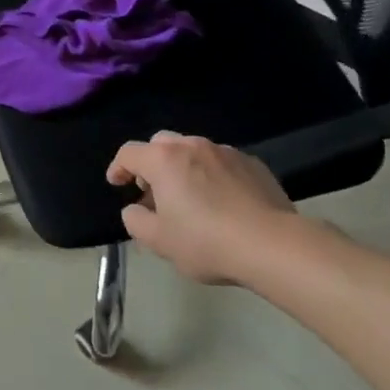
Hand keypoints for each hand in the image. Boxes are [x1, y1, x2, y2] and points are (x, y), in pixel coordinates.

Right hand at [109, 133, 296, 284]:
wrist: (272, 245)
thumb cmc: (206, 242)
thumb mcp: (159, 241)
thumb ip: (136, 221)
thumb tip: (135, 209)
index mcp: (163, 160)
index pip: (129, 153)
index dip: (118, 167)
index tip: (117, 183)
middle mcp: (191, 146)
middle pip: (161, 144)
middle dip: (151, 163)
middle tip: (153, 190)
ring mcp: (225, 151)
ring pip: (193, 151)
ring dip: (183, 167)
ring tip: (190, 196)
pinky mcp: (252, 163)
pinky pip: (222, 162)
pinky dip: (213, 175)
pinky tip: (223, 201)